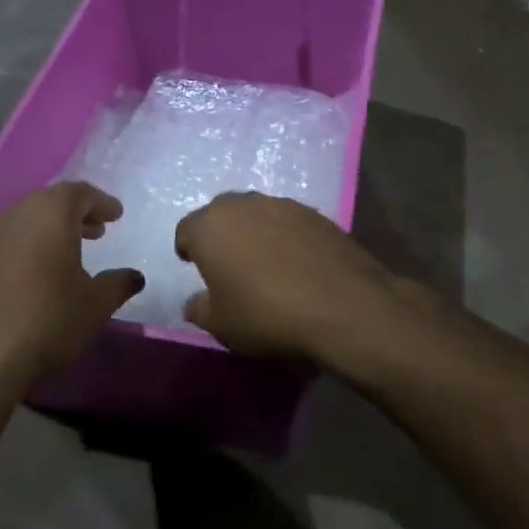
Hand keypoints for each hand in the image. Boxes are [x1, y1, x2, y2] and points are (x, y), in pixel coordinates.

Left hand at [0, 182, 142, 387]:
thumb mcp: (95, 305)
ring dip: (41, 235)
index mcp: (48, 214)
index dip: (100, 203)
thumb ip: (117, 284)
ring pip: (17, 225)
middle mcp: (10, 216)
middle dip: (72, 216)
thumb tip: (133, 276)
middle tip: (93, 233)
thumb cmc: (46, 322)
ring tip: (58, 259)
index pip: (79, 193)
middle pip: (45, 205)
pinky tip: (21, 281)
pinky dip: (14, 254)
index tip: (115, 215)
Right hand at [174, 193, 406, 365]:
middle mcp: (243, 204)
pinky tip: (296, 262)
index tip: (194, 267)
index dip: (188, 249)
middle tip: (227, 263)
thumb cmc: (266, 314)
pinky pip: (288, 221)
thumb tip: (196, 302)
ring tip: (263, 262)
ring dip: (253, 231)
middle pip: (221, 213)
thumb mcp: (220, 324)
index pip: (186, 230)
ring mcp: (283, 204)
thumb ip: (199, 308)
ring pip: (256, 213)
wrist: (342, 305)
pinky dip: (285, 236)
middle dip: (220, 234)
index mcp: (210, 226)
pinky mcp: (316, 213)